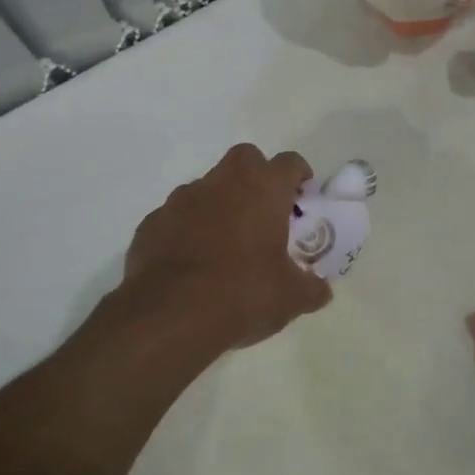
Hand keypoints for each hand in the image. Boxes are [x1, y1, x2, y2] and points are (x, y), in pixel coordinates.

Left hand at [122, 143, 331, 355]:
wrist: (170, 315)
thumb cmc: (242, 294)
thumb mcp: (291, 298)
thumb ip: (311, 287)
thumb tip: (321, 290)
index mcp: (263, 189)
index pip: (289, 163)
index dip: (299, 176)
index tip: (302, 196)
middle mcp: (222, 182)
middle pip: (245, 159)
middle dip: (256, 177)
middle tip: (264, 212)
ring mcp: (182, 199)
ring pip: (207, 187)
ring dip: (219, 204)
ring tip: (225, 243)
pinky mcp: (153, 222)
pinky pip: (177, 217)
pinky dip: (188, 229)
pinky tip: (192, 262)